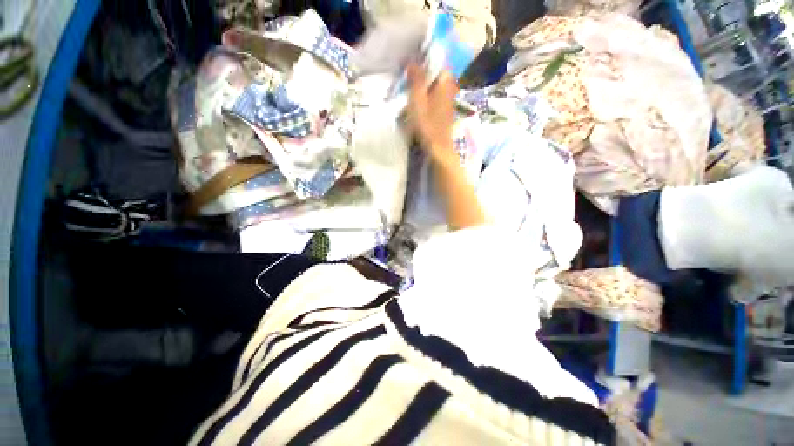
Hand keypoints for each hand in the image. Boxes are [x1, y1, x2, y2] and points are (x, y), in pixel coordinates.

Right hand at [407, 63, 458, 160]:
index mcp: (445, 82)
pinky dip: (429, 94)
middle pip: (439, 73)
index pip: (439, 61)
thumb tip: (413, 62)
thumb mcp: (418, 100)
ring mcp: (449, 100)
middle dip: (426, 71)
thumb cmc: (427, 123)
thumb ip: (416, 80)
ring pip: (438, 85)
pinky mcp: (446, 111)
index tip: (414, 61)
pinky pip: (437, 95)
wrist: (438, 146)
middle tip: (411, 74)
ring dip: (427, 83)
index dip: (427, 58)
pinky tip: (421, 100)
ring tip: (413, 86)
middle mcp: (450, 88)